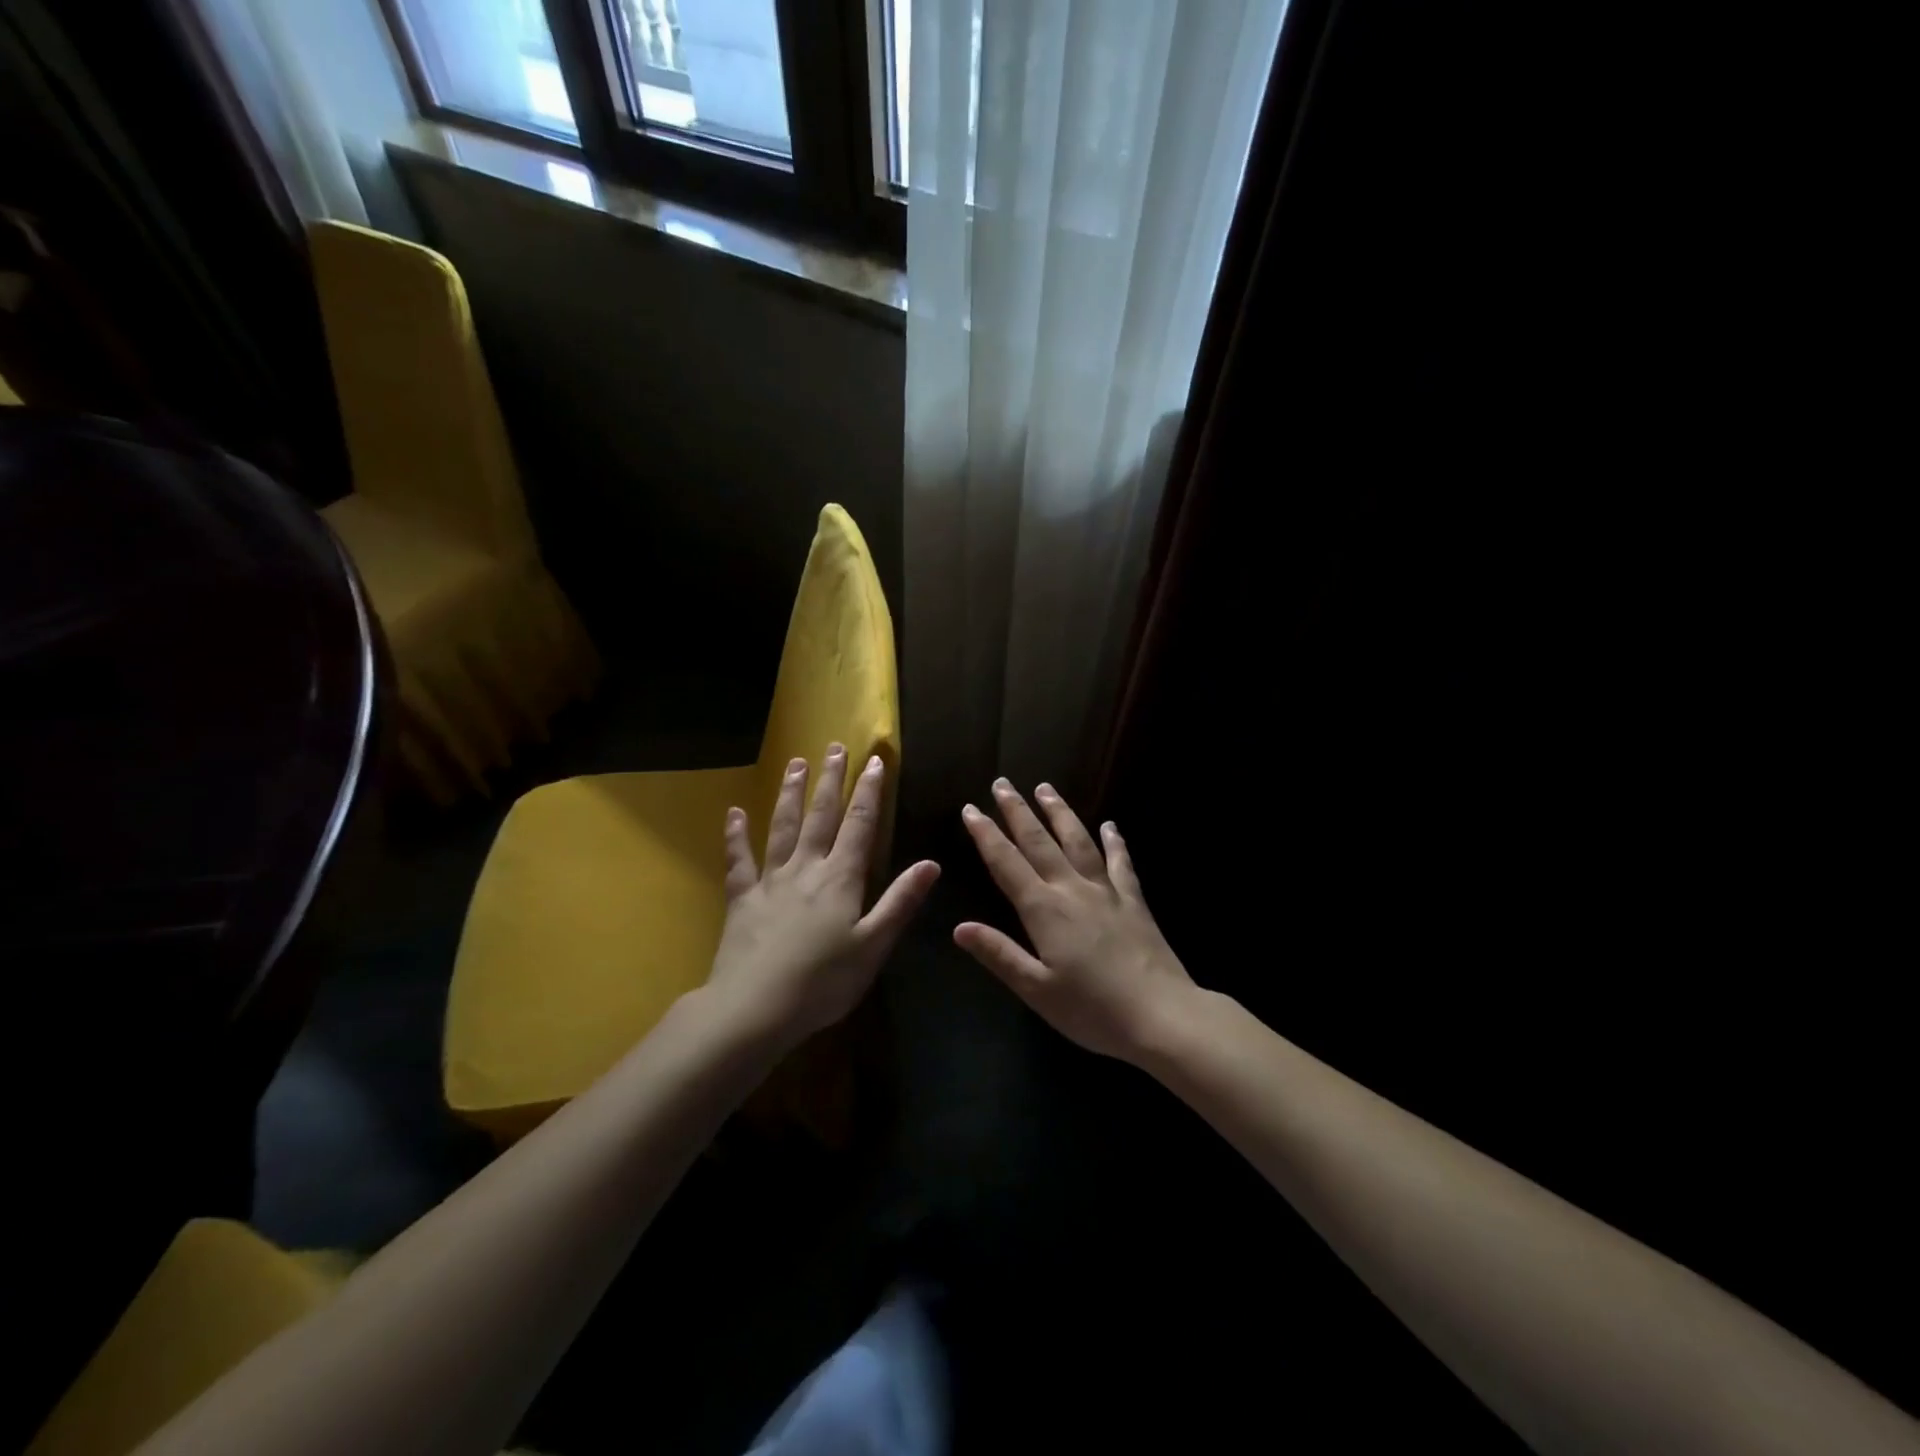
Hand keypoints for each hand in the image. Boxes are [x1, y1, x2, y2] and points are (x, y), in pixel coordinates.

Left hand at [706, 745, 938, 1052]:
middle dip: (831, 781)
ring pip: (782, 827)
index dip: (869, 792)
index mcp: (840, 878)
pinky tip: (734, 813)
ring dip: (790, 794)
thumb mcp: (873, 945)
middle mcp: (805, 868)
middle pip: (820, 816)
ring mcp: (770, 881)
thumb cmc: (823, 982)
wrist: (754, 1008)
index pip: (860, 824)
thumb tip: (930, 863)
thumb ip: (900, 902)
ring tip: (796, 763)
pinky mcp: (742, 899)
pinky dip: (736, 836)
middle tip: (834, 747)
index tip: (874, 761)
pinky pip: (738, 860)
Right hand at [956, 780, 1194, 1062]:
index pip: (1006, 863)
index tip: (971, 809)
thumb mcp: (1036, 990)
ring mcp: (1106, 891)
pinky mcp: (1134, 901)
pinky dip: (1115, 841)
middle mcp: (1072, 890)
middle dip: (1017, 811)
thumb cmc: (1092, 1010)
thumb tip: (959, 927)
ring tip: (1045, 788)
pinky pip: (1122, 863)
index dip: (986, 834)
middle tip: (1002, 783)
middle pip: (1039, 841)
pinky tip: (1111, 825)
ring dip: (1059, 813)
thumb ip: (999, 954)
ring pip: (1078, 841)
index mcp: (1043, 910)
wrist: (1161, 1015)